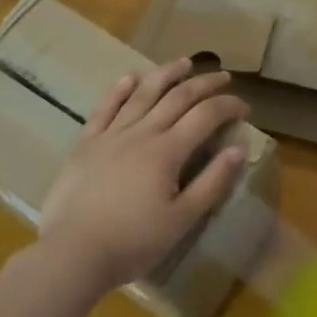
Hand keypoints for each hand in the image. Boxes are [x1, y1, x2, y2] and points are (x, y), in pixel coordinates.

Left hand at [37, 59, 249, 293]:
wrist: (72, 254)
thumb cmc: (133, 242)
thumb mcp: (182, 220)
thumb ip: (212, 182)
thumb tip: (239, 149)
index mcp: (168, 152)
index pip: (205, 116)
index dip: (228, 106)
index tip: (243, 106)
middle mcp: (141, 133)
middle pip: (177, 97)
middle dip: (204, 83)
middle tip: (223, 76)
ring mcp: (110, 135)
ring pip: (142, 94)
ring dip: (166, 74)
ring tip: (183, 62)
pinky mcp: (85, 144)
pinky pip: (104, 109)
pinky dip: (119, 91)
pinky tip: (129, 78)